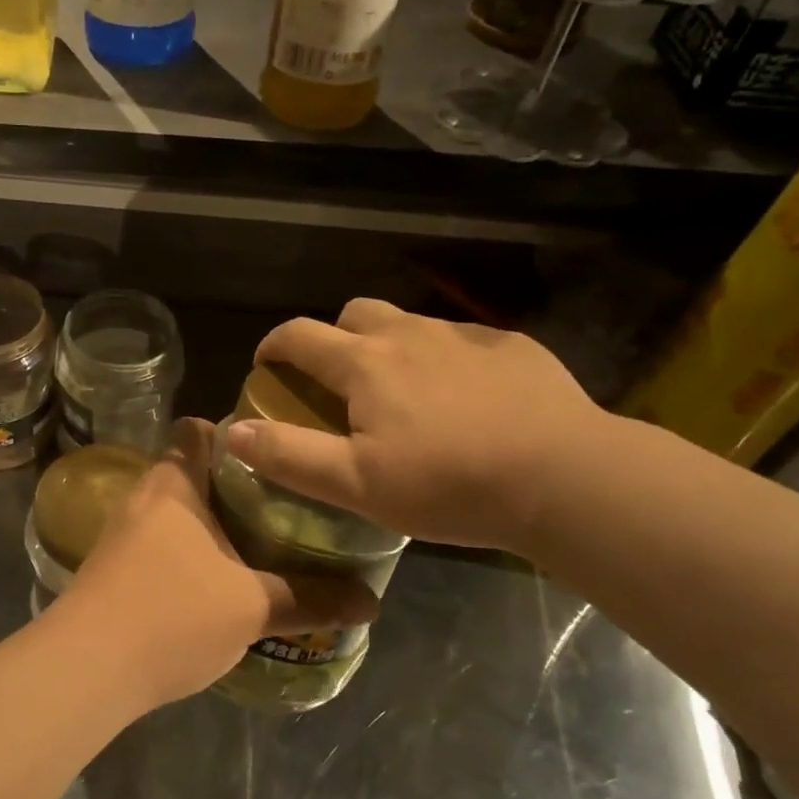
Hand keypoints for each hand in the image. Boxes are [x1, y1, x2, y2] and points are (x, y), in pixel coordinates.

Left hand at [53, 418, 378, 708]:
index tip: (272, 455)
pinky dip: (188, 555)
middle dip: (233, 487)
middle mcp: (144, 497)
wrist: (87, 668)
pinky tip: (216, 586)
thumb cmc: (173, 613)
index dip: (232, 433)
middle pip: (191, 472)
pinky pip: (159, 546)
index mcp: (175, 483)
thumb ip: (310, 599)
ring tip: (258, 545)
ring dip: (210, 525)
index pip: (196, 430)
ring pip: (175, 514)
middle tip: (281, 505)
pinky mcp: (112, 570)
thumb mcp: (252, 607)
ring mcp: (122, 534)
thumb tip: (371, 601)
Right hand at [223, 299, 608, 551]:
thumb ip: (289, 456)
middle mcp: (408, 334)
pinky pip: (460, 339)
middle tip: (339, 381)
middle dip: (333, 338)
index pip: (299, 335)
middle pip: (354, 314)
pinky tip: (465, 398)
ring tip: (404, 392)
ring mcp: (464, 335)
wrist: (565, 477)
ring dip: (389, 346)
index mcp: (365, 364)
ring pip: (408, 323)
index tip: (266, 366)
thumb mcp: (357, 484)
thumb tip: (233, 433)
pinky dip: (443, 358)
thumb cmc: (449, 484)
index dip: (273, 346)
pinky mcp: (511, 346)